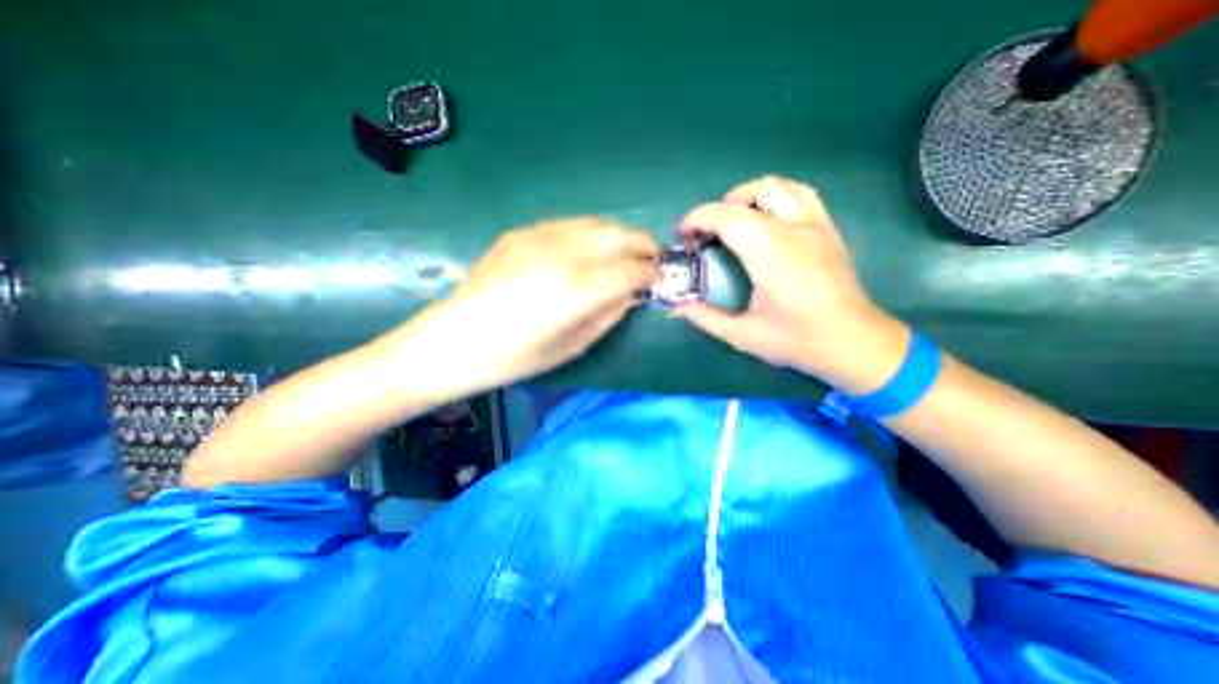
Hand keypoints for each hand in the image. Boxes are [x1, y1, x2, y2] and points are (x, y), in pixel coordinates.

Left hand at [395, 216, 663, 393]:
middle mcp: (561, 255)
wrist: (454, 339)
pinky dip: (591, 234)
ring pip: (595, 223)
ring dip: (619, 235)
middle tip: (652, 258)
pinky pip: (569, 225)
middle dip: (643, 245)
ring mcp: (537, 237)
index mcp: (574, 291)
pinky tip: (590, 250)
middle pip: (617, 236)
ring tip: (626, 252)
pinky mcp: (521, 232)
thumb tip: (631, 294)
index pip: (629, 271)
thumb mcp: (571, 347)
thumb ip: (607, 316)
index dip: (650, 275)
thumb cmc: (514, 357)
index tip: (659, 280)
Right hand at [672, 176, 908, 393]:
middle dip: (716, 209)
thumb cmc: (797, 340)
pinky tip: (765, 219)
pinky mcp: (828, 228)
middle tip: (704, 235)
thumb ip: (705, 318)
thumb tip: (675, 308)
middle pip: (748, 195)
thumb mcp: (743, 335)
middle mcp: (793, 229)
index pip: (726, 216)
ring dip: (746, 196)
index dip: (697, 219)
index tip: (682, 237)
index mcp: (770, 253)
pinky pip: (800, 194)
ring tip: (731, 221)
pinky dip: (775, 196)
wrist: (854, 342)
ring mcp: (815, 224)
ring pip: (777, 186)